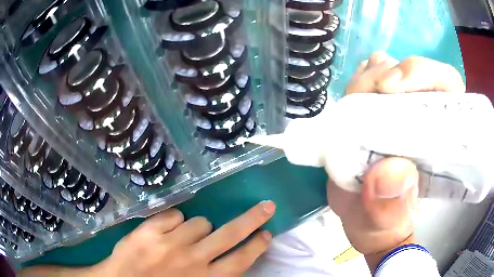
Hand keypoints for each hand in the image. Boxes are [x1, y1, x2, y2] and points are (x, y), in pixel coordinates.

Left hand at [95, 201, 274, 276]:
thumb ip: (212, 275)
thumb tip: (229, 258)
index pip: (241, 259)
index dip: (257, 245)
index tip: (267, 233)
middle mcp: (192, 260)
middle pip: (231, 233)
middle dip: (253, 219)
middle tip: (266, 206)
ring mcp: (169, 243)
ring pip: (199, 222)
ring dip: (196, 228)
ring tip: (182, 240)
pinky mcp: (149, 230)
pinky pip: (174, 214)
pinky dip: (173, 221)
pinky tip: (164, 233)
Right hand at [328, 52, 464, 269]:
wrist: (366, 222)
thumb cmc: (384, 227)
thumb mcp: (385, 226)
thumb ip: (390, 209)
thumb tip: (393, 172)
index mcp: (440, 140)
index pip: (446, 86)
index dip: (425, 74)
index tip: (393, 87)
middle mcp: (424, 117)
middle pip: (413, 71)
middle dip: (387, 73)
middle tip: (365, 96)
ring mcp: (400, 109)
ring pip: (388, 68)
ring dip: (369, 77)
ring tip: (354, 104)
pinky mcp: (378, 109)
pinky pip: (369, 78)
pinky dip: (358, 81)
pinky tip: (351, 101)